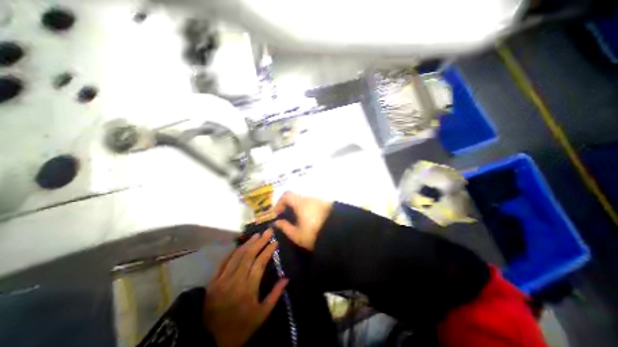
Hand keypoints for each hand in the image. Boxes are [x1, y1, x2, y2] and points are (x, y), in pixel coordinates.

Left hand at [205, 228, 287, 346]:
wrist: (210, 342)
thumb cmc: (241, 328)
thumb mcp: (262, 315)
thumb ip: (275, 295)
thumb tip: (286, 278)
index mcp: (248, 288)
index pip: (260, 263)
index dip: (268, 250)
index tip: (275, 242)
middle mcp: (235, 280)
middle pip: (249, 255)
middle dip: (260, 241)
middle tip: (268, 231)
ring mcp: (222, 279)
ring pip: (237, 256)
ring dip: (248, 243)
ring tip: (257, 235)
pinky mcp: (213, 281)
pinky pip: (224, 262)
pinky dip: (232, 252)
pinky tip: (239, 245)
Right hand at [273, 191, 332, 250]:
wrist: (340, 235)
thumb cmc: (315, 234)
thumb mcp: (297, 235)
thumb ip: (285, 227)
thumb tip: (277, 222)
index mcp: (301, 203)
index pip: (286, 195)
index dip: (279, 203)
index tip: (277, 214)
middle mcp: (310, 198)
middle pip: (295, 197)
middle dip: (289, 206)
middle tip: (286, 218)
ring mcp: (320, 201)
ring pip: (304, 201)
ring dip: (298, 208)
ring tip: (297, 221)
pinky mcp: (327, 205)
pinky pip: (312, 204)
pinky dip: (307, 209)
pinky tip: (309, 220)